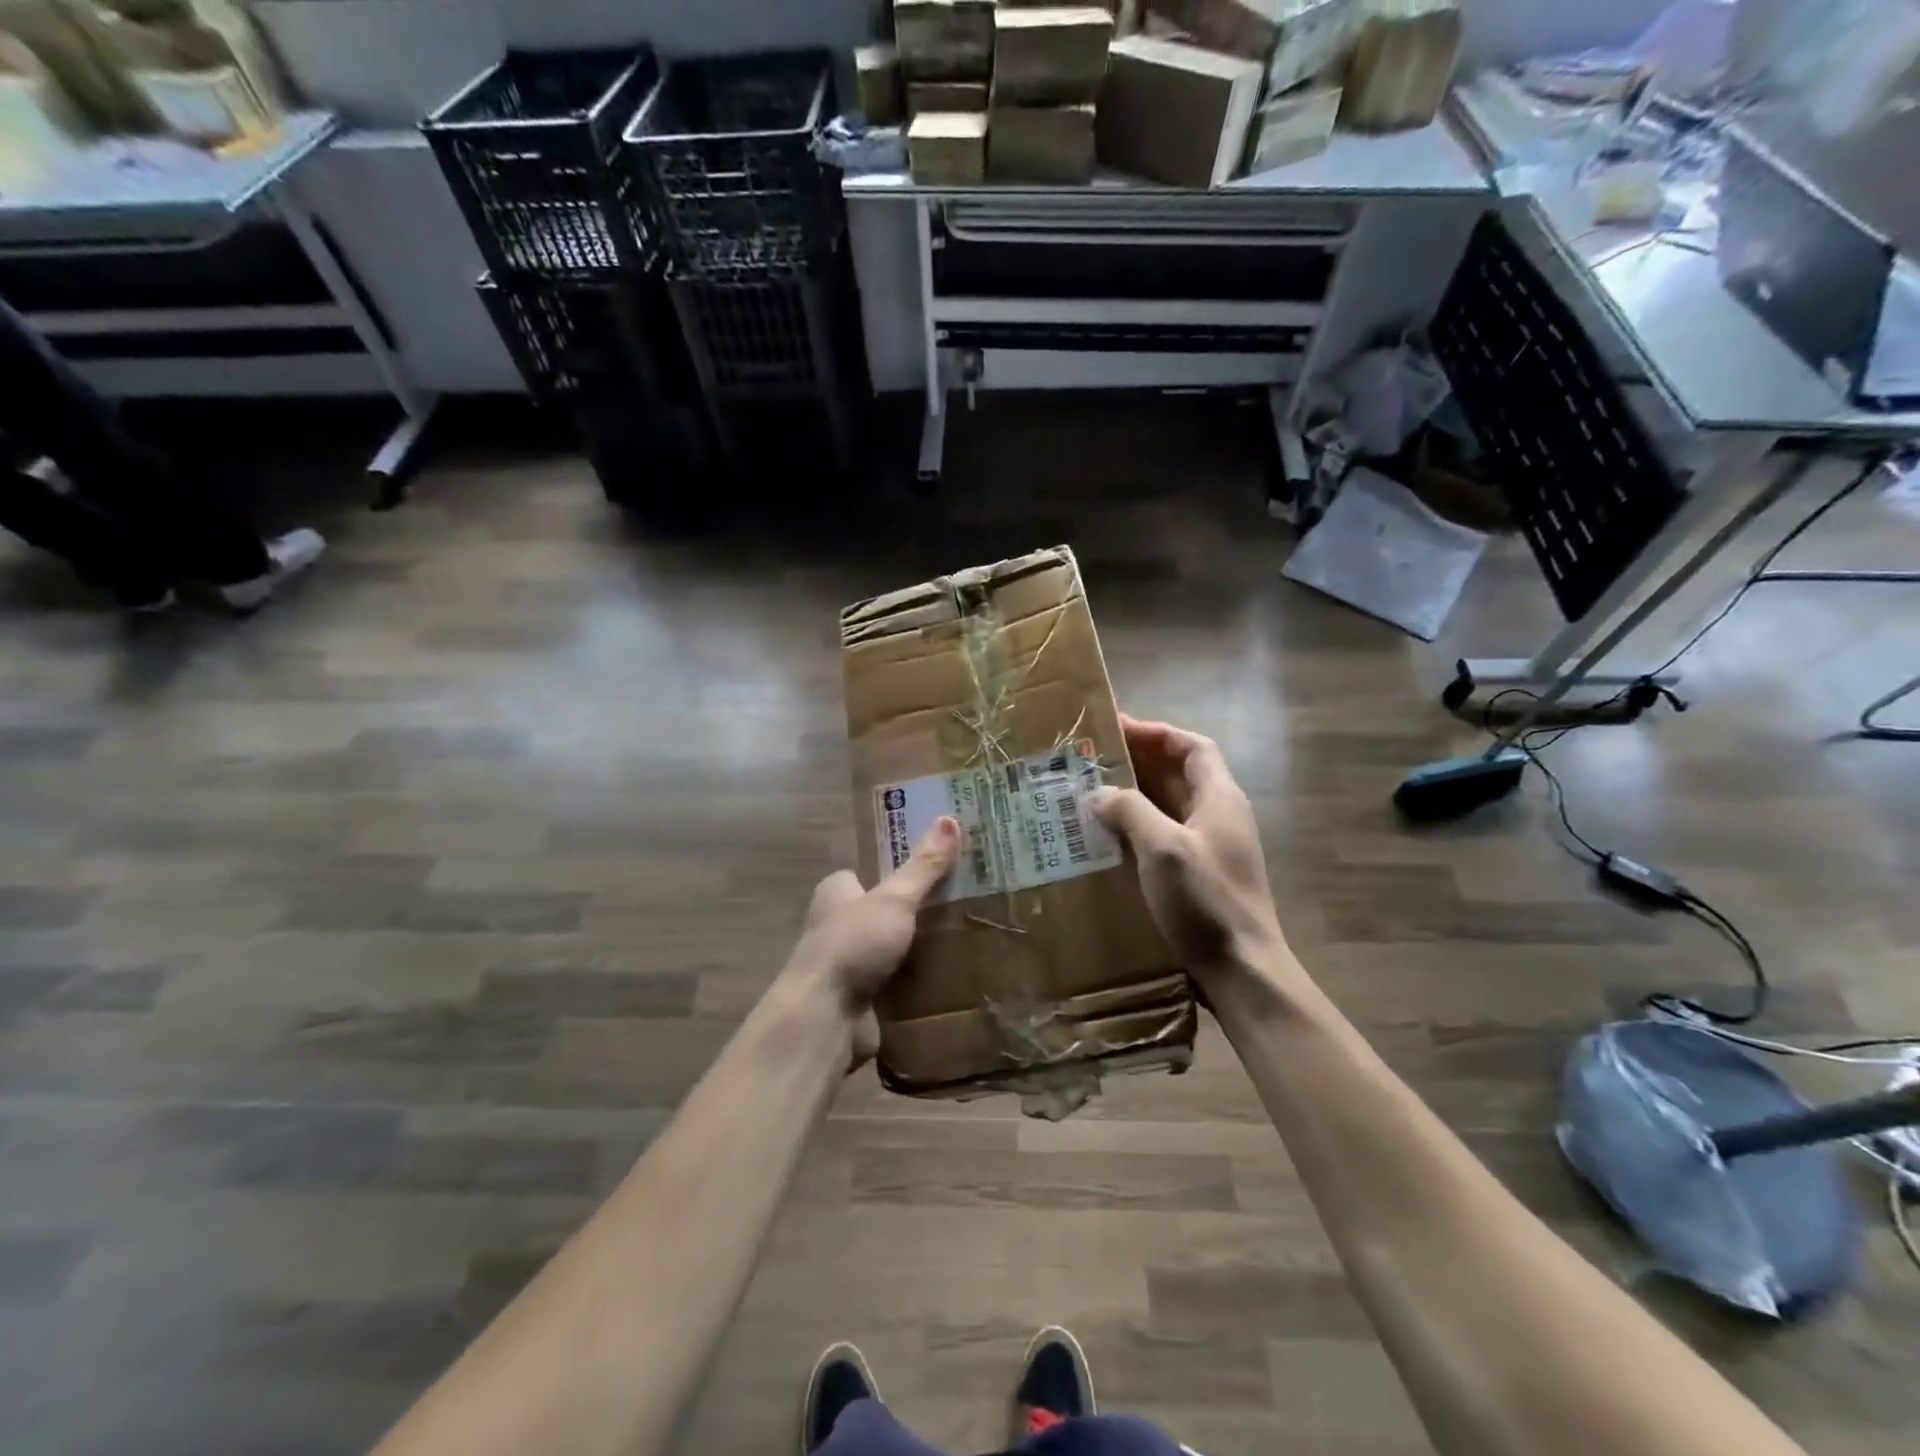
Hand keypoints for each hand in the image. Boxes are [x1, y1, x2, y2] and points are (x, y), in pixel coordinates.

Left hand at [784, 816, 961, 1067]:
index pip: (869, 871)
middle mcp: (837, 925)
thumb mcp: (894, 898)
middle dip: (918, 910)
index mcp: (836, 892)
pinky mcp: (861, 999)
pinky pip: (898, 983)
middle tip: (964, 901)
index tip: (939, 865)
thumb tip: (949, 818)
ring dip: (922, 948)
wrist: (825, 1019)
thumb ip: (923, 865)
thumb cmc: (853, 944)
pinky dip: (919, 982)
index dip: (900, 867)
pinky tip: (953, 976)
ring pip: (894, 948)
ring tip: (968, 936)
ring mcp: (849, 964)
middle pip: (885, 910)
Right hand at [1089, 715, 1285, 978]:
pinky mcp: (1199, 875)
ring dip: (1134, 796)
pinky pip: (1164, 836)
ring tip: (1090, 793)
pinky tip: (1107, 839)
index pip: (1192, 747)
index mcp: (1220, 798)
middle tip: (1093, 760)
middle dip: (1138, 761)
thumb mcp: (1163, 848)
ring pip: (1169, 806)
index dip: (1158, 732)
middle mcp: (1219, 816)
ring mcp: (1211, 847)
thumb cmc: (1206, 901)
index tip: (1118, 728)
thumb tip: (1098, 792)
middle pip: (1179, 774)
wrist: (1242, 970)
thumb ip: (1130, 811)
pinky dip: (1137, 828)